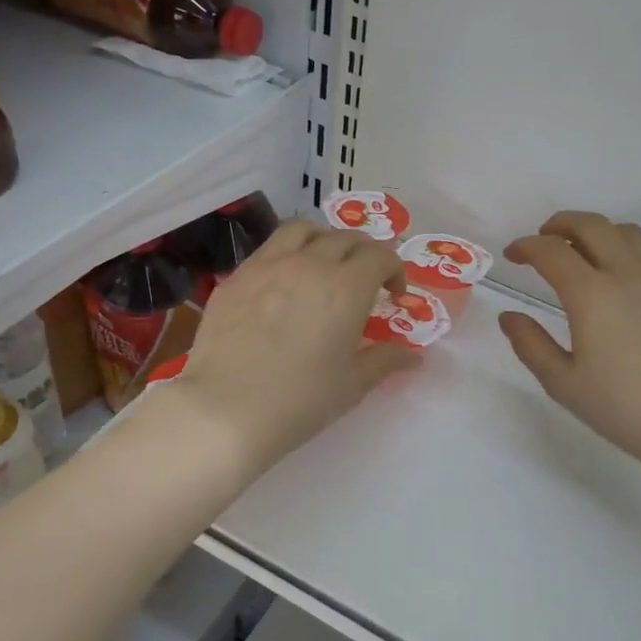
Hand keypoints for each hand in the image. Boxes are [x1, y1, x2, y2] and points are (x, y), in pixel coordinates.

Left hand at [164, 221, 419, 473]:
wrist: (226, 410)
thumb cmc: (300, 401)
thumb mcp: (352, 385)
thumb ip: (386, 361)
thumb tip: (414, 355)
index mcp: (346, 288)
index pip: (380, 256)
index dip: (394, 269)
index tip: (394, 293)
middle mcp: (309, 264)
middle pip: (345, 238)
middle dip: (364, 253)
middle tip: (366, 278)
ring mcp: (267, 266)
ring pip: (303, 230)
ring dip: (324, 239)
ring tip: (325, 262)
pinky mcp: (236, 277)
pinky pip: (268, 249)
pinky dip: (287, 254)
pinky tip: (284, 281)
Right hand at [500, 211, 640, 482]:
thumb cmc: (623, 408)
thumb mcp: (563, 383)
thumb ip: (530, 344)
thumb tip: (509, 316)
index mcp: (591, 295)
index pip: (551, 252)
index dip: (526, 247)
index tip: (512, 255)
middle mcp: (627, 274)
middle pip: (590, 225)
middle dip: (559, 225)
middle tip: (542, 240)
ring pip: (625, 231)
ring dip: (595, 231)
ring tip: (580, 251)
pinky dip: (626, 247)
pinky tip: (620, 273)